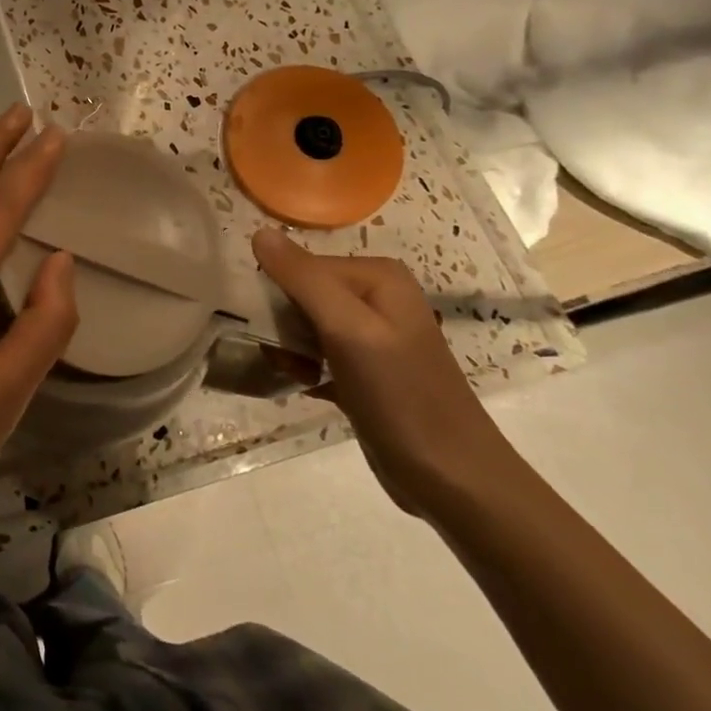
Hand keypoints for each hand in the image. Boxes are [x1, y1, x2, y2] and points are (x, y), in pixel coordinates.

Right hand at [252, 228, 515, 516]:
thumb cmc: (400, 396)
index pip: (302, 266)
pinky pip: (316, 353)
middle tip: (284, 356)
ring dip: (289, 349)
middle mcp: (377, 297)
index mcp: (377, 276)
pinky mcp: (365, 370)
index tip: (268, 328)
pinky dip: (303, 368)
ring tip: (294, 374)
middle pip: (302, 293)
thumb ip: (303, 279)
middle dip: (283, 324)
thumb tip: (259, 232)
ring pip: (305, 325)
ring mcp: (372, 335)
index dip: (278, 295)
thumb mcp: (347, 330)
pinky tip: (303, 385)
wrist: (452, 479)